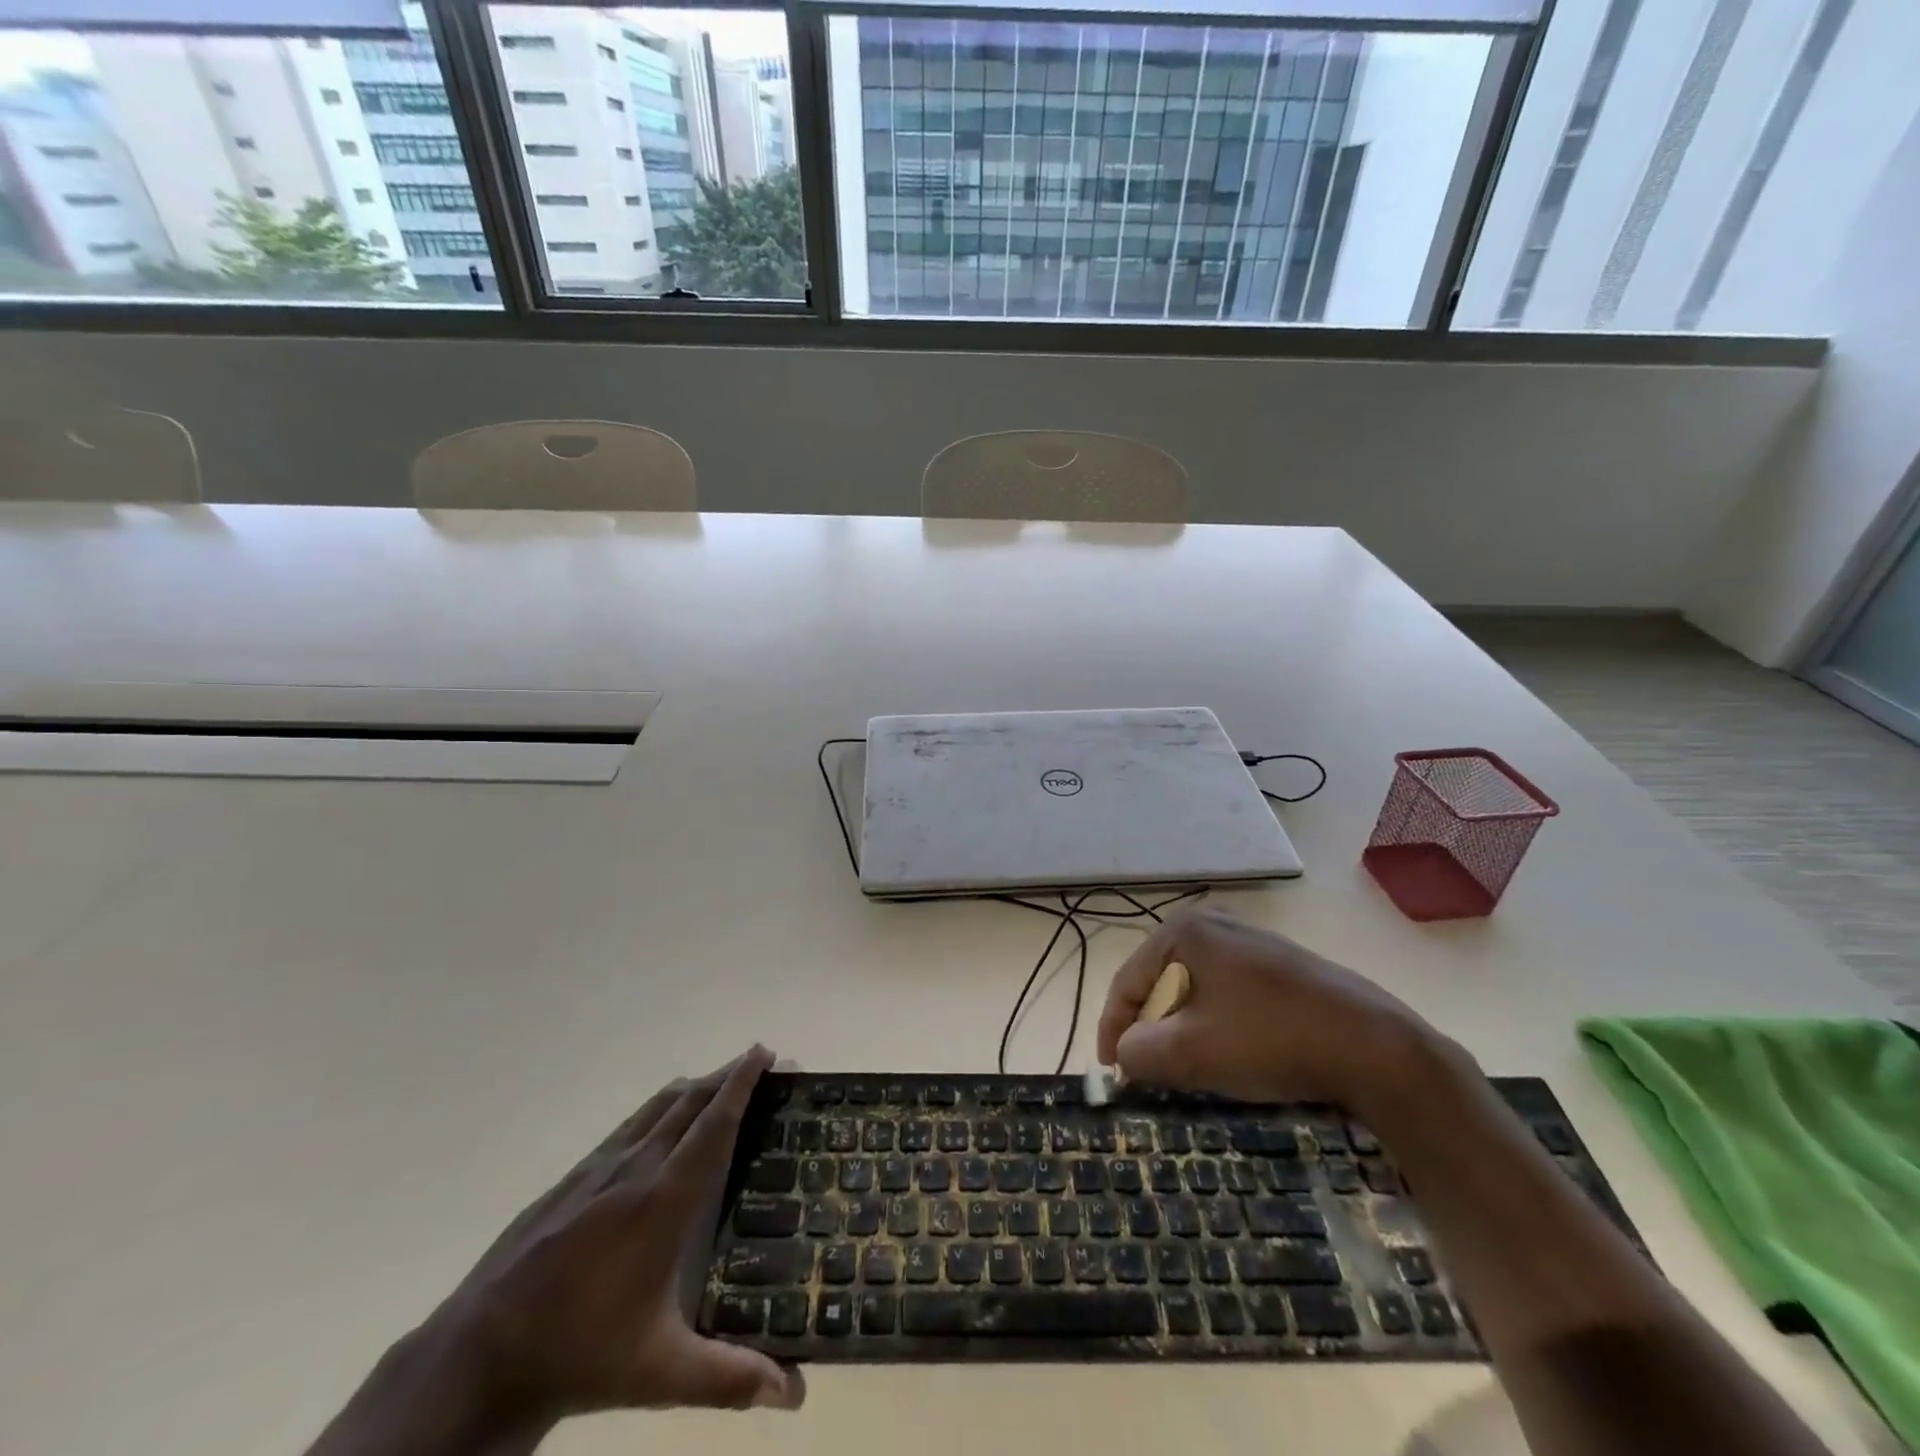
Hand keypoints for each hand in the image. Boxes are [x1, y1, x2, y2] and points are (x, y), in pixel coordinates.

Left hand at [443, 1046, 797, 1420]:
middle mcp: (636, 1167)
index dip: (741, 1083)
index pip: (713, 1123)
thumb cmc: (581, 1352)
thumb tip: (793, 1395)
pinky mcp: (571, 1178)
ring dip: (694, 1087)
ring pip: (657, 1106)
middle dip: (727, 1075)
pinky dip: (659, 1109)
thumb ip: (728, 1377)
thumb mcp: (659, 1371)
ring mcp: (599, 1168)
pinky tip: (659, 1127)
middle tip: (758, 1062)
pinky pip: (628, 1125)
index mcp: (664, 1199)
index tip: (765, 1053)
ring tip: (719, 1084)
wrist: (479, 1355)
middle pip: (690, 1101)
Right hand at [1095, 910, 1439, 1116]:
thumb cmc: (1269, 1039)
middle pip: (1161, 983)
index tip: (1110, 1072)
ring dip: (1184, 1029)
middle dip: (1152, 1029)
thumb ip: (1138, 1051)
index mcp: (1185, 931)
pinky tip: (1234, 1054)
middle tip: (1150, 1071)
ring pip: (1195, 991)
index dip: (1112, 1028)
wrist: (1374, 1047)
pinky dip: (1217, 1023)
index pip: (1129, 981)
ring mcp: (1251, 942)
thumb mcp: (1190, 1052)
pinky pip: (1228, 994)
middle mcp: (1214, 924)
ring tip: (1190, 1068)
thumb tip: (1125, 1053)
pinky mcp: (1280, 966)